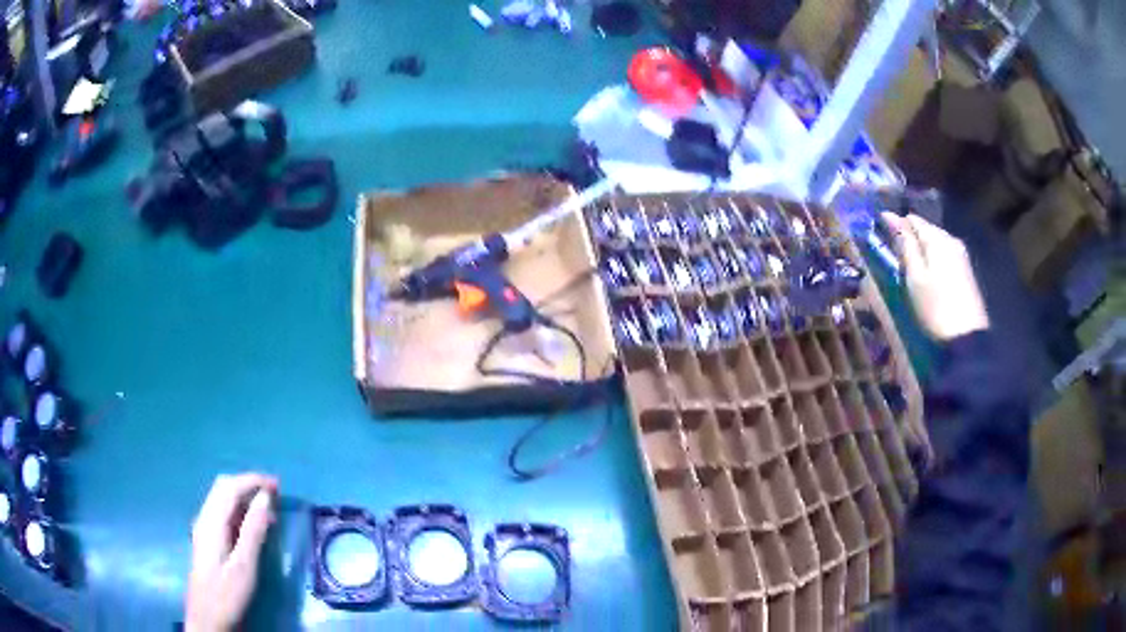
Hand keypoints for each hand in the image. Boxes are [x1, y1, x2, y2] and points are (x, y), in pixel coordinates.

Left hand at [186, 473, 277, 631]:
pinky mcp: (208, 541)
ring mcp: (204, 530)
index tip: (278, 485)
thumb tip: (265, 498)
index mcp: (211, 522)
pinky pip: (223, 515)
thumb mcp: (244, 565)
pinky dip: (240, 512)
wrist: (208, 619)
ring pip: (223, 501)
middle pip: (223, 488)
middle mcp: (205, 519)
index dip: (253, 481)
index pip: (230, 487)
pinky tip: (254, 527)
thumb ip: (253, 530)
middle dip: (249, 485)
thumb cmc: (227, 595)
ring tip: (270, 512)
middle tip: (275, 494)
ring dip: (245, 498)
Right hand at [881, 213, 988, 340]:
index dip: (895, 224)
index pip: (912, 219)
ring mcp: (961, 255)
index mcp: (936, 238)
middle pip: (926, 229)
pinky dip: (933, 259)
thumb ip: (905, 245)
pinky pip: (944, 255)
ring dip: (922, 249)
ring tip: (909, 266)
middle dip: (910, 237)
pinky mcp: (966, 271)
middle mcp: (951, 239)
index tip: (881, 235)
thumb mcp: (914, 277)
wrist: (966, 338)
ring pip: (935, 242)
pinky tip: (928, 275)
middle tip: (894, 254)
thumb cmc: (935, 307)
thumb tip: (890, 216)